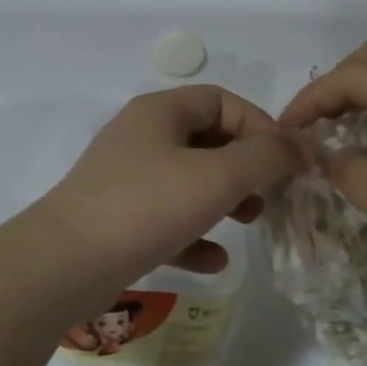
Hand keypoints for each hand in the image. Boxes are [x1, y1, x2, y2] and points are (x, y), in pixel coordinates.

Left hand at [37, 86, 306, 286]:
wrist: (65, 264)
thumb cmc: (146, 206)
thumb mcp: (217, 176)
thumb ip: (266, 157)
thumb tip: (301, 146)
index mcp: (160, 113)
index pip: (222, 101)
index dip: (261, 125)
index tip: (286, 161)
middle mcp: (141, 138)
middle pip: (207, 140)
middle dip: (246, 166)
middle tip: (270, 193)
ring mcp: (126, 180)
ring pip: (189, 181)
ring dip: (225, 199)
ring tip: (251, 222)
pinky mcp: (118, 221)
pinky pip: (167, 220)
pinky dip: (195, 235)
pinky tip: (215, 261)